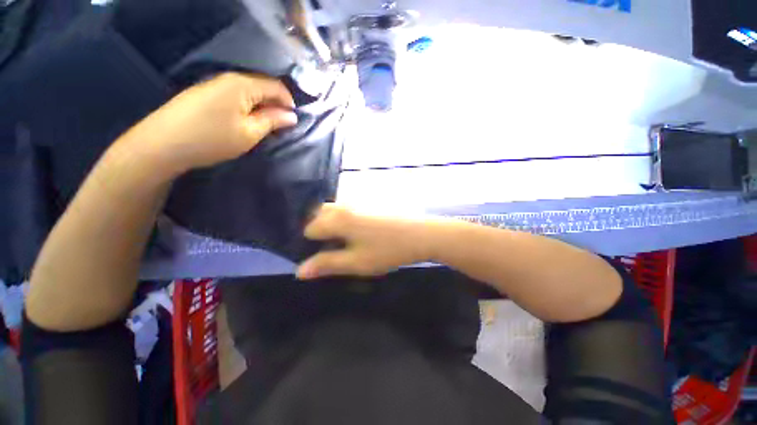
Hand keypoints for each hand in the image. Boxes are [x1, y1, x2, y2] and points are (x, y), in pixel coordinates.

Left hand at [116, 73, 296, 177]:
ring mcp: (215, 85)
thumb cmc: (212, 138)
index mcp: (243, 84)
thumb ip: (272, 121)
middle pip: (262, 87)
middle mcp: (229, 78)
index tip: (294, 120)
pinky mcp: (205, 94)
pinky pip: (235, 96)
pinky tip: (245, 121)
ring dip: (261, 107)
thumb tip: (291, 116)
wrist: (163, 143)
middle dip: (276, 105)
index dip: (289, 102)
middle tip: (281, 126)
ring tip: (265, 126)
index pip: (276, 86)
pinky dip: (247, 108)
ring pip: (249, 92)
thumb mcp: (249, 133)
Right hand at [296, 204, 440, 279]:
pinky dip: (344, 219)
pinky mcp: (370, 202)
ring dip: (332, 224)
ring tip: (345, 242)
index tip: (322, 256)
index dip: (311, 244)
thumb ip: (327, 264)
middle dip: (320, 231)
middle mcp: (344, 205)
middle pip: (319, 214)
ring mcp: (358, 201)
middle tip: (333, 249)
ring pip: (334, 210)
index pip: (309, 228)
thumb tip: (299, 271)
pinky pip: (348, 209)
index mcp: (337, 218)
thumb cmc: (387, 250)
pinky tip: (359, 233)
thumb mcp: (356, 263)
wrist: (421, 235)